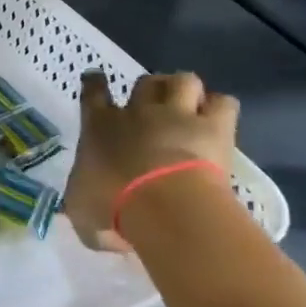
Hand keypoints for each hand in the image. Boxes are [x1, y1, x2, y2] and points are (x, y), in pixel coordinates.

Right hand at [62, 70, 237, 252]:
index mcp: (99, 126)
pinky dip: (220, 107)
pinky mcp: (213, 127)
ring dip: (185, 91)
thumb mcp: (83, 214)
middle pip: (144, 83)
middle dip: (149, 90)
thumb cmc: (112, 205)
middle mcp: (137, 112)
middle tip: (155, 107)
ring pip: (182, 80)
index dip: (95, 83)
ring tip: (190, 106)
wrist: (162, 203)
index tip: (97, 79)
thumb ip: (86, 209)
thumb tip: (102, 227)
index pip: (92, 92)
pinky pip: (223, 102)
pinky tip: (218, 120)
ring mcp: (176, 115)